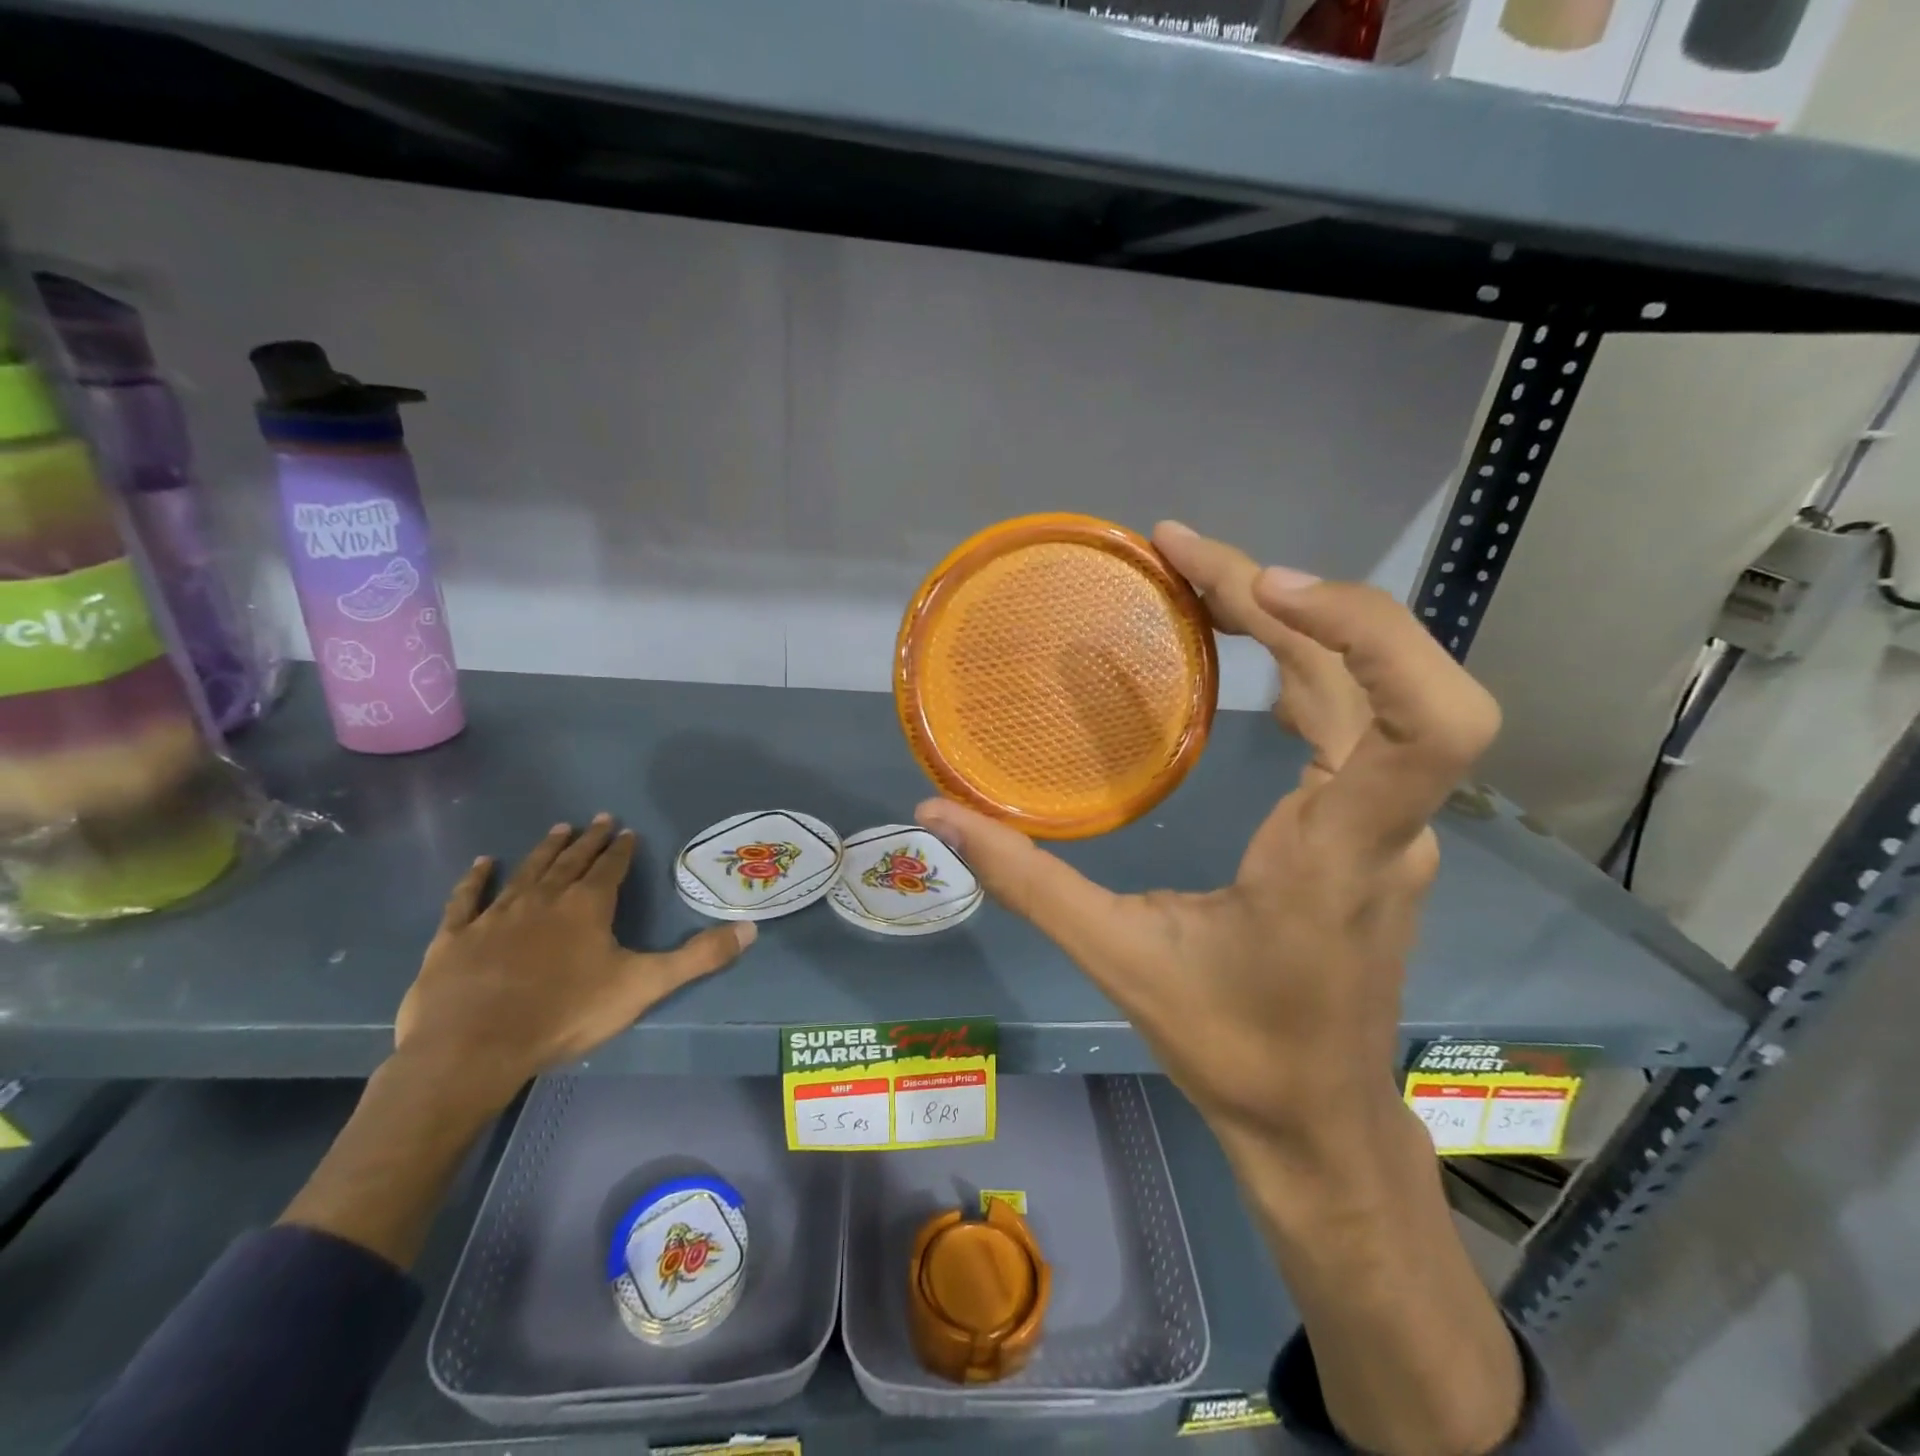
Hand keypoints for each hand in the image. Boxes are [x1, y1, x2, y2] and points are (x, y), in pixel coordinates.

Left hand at [394, 815, 754, 1106]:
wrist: (473, 1048)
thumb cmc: (565, 1014)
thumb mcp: (644, 986)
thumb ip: (698, 958)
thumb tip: (750, 929)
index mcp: (588, 907)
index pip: (610, 868)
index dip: (621, 850)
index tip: (627, 831)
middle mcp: (544, 899)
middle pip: (570, 861)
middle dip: (588, 840)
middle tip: (598, 819)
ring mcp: (496, 915)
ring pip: (527, 871)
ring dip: (545, 850)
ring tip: (558, 828)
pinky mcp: (456, 938)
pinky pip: (468, 899)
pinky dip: (476, 879)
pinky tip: (483, 863)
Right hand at [916, 522, 1500, 1155]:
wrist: (1317, 1118)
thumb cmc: (1231, 1047)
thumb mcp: (1117, 960)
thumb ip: (1026, 881)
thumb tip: (936, 814)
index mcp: (1339, 854)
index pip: (1428, 724)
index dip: (1369, 633)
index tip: (1266, 587)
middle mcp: (1384, 822)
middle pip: (1378, 672)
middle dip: (1285, 593)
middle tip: (1177, 549)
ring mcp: (1387, 820)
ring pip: (1367, 685)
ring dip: (1290, 614)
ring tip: (1193, 574)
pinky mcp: (1371, 822)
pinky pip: (1352, 714)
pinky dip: (1298, 655)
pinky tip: (1236, 636)